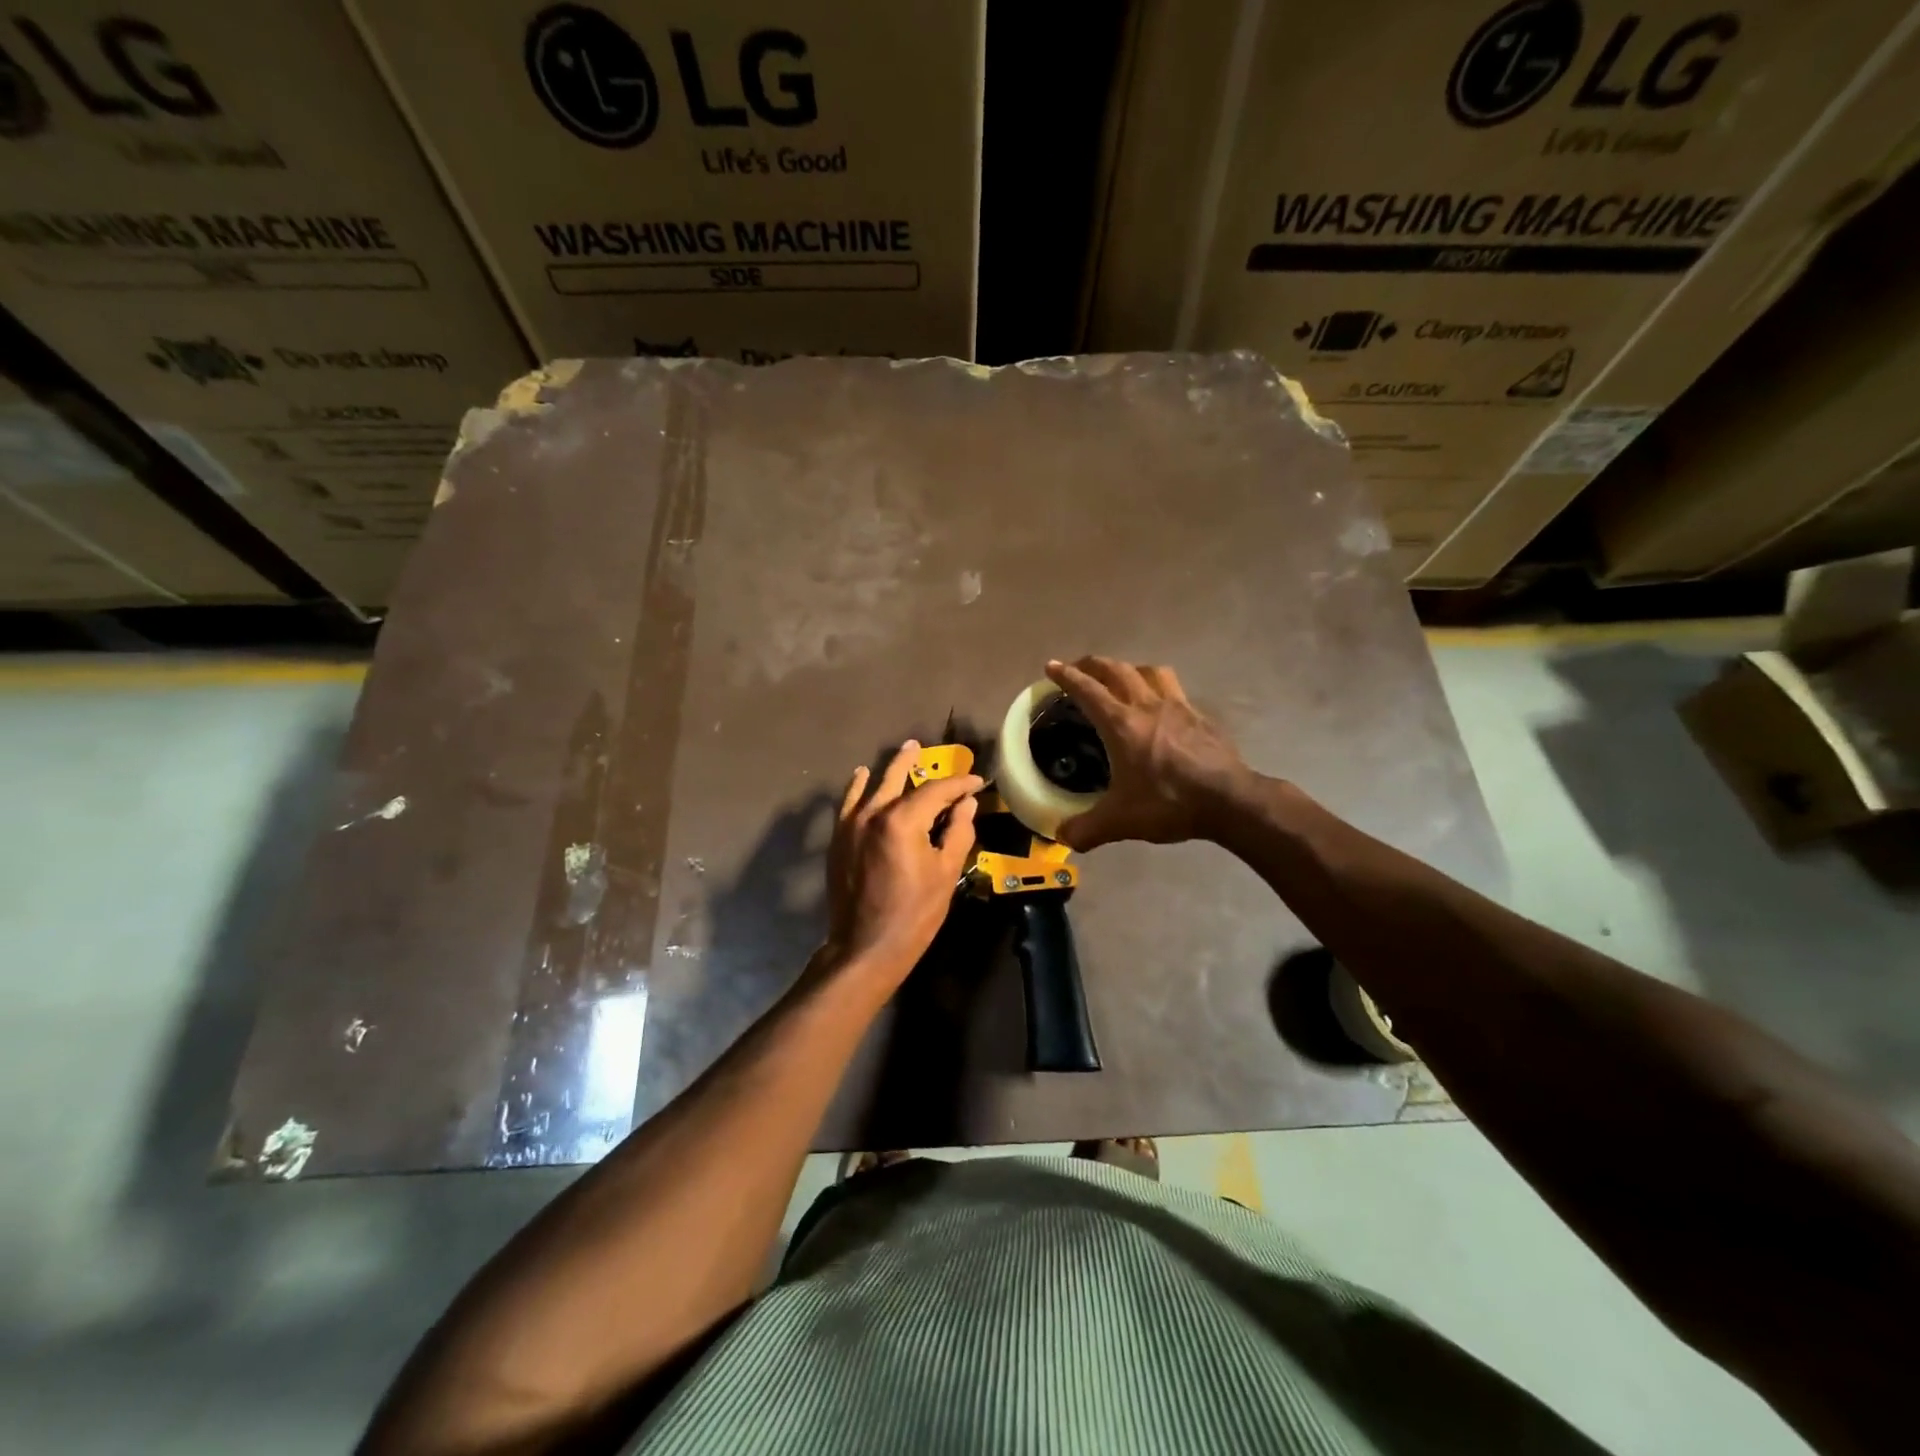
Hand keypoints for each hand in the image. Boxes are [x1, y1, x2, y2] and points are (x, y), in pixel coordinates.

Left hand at [824, 740, 982, 988]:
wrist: (865, 946)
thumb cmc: (914, 913)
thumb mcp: (946, 873)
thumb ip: (957, 832)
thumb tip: (966, 804)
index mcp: (902, 820)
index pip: (936, 791)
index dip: (959, 784)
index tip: (976, 782)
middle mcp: (873, 813)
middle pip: (897, 777)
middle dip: (915, 762)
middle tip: (926, 747)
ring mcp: (851, 825)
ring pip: (871, 786)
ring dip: (888, 769)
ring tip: (903, 754)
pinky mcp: (839, 839)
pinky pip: (848, 803)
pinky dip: (857, 787)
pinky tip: (861, 777)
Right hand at [1044, 657, 1249, 849]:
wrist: (1229, 800)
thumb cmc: (1169, 802)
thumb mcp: (1120, 821)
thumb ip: (1087, 829)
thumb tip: (1063, 836)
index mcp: (1121, 724)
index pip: (1087, 690)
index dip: (1067, 676)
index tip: (1052, 666)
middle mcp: (1147, 706)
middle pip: (1116, 670)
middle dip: (1093, 665)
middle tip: (1080, 668)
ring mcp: (1177, 707)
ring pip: (1149, 671)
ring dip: (1129, 669)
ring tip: (1121, 679)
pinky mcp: (1200, 716)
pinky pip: (1174, 689)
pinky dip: (1159, 688)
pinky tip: (1161, 706)